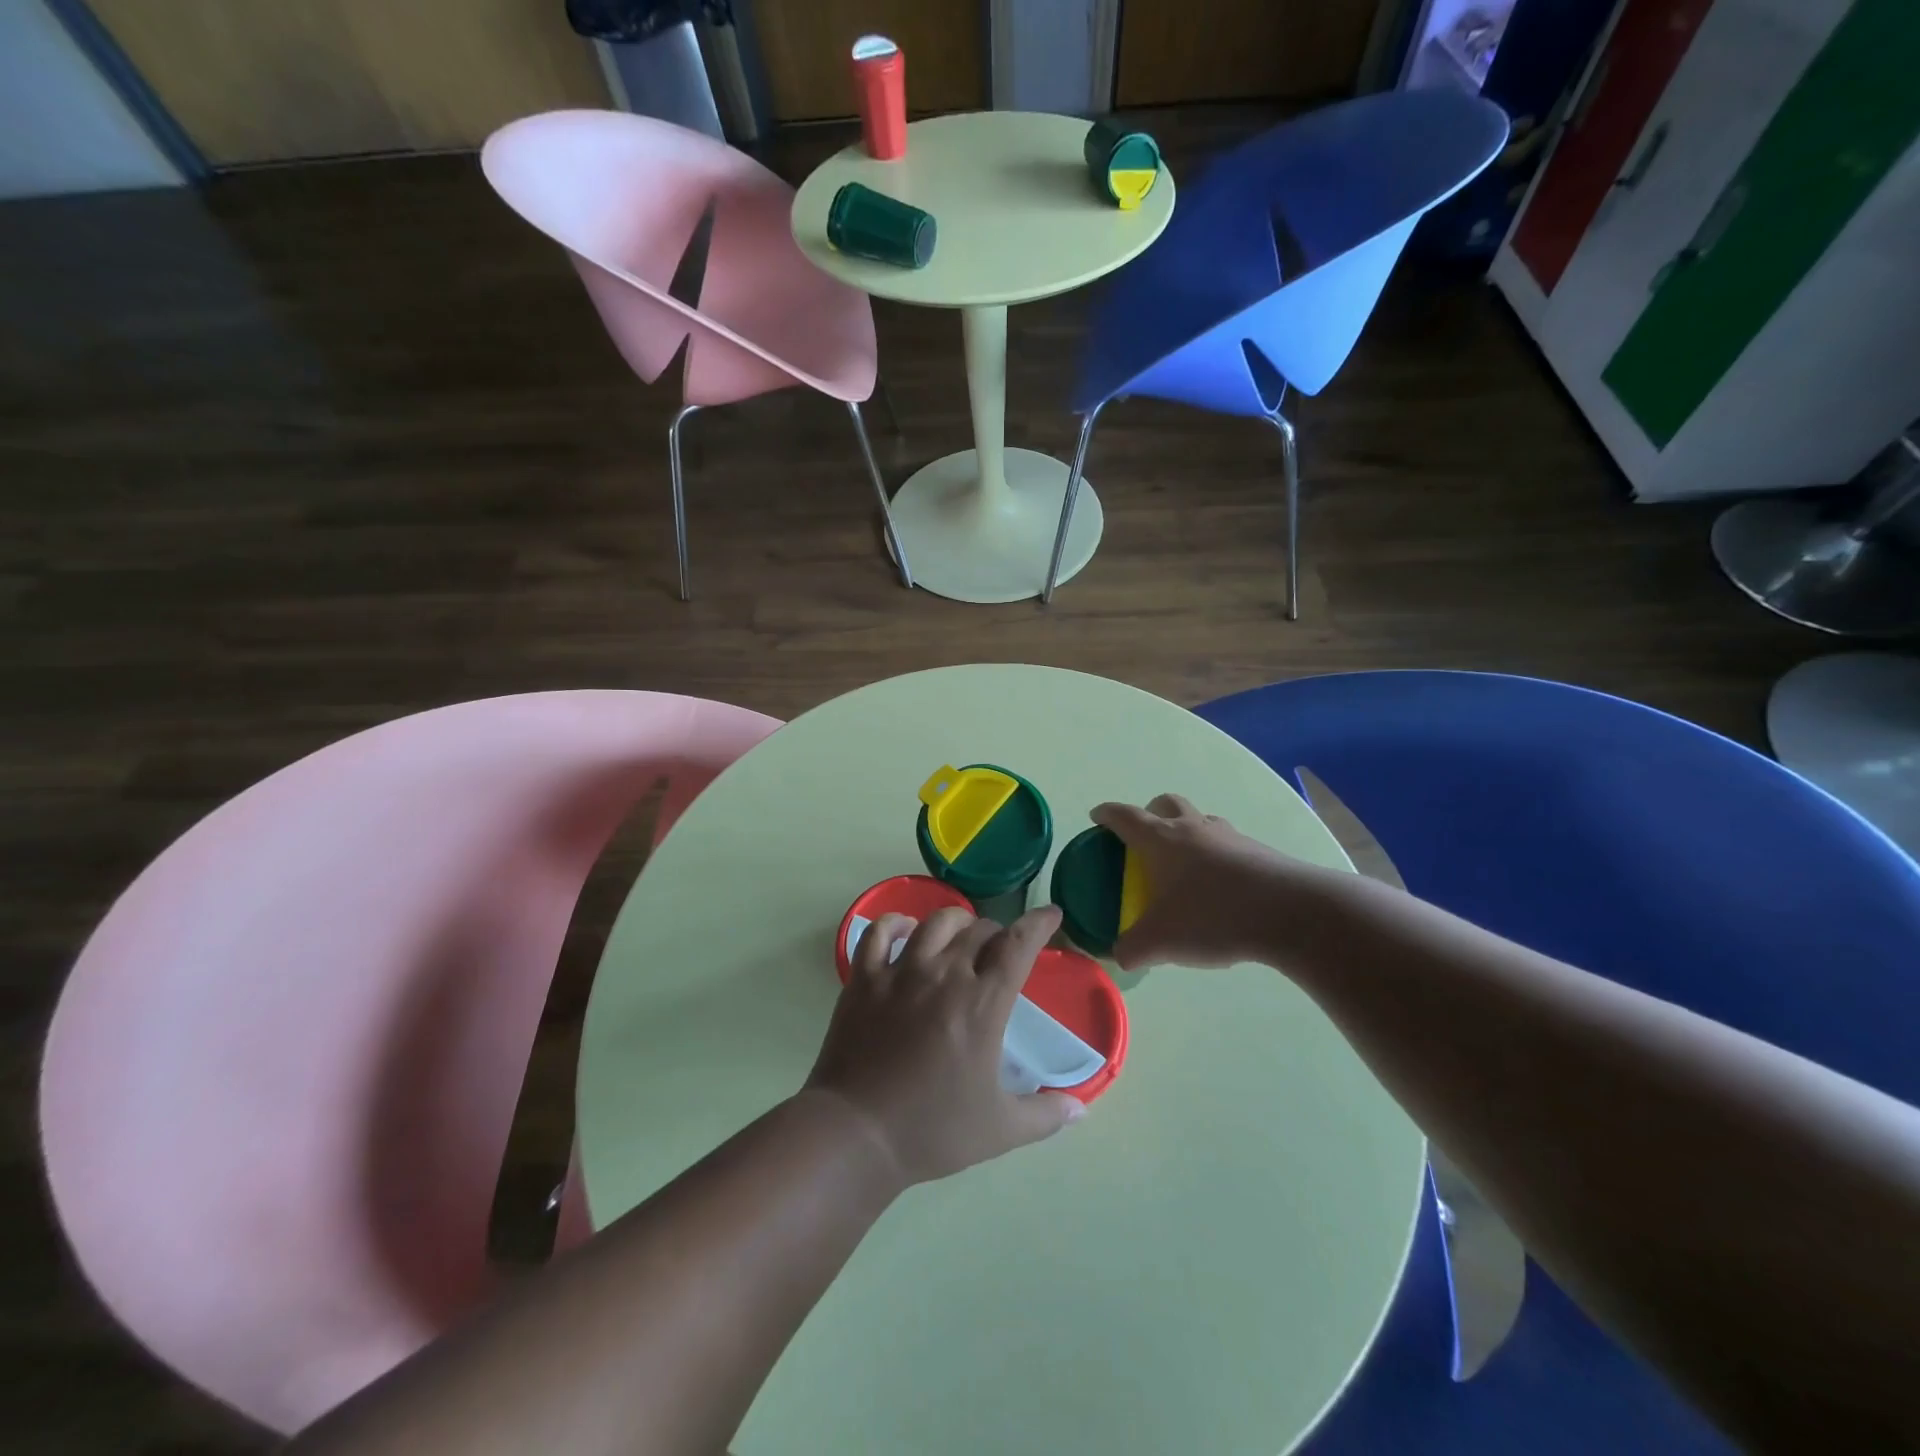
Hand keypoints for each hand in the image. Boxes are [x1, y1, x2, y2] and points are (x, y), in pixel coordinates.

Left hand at [805, 905, 1084, 1184]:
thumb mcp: (1000, 1130)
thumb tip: (1080, 1111)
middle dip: (997, 932)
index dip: (1038, 923)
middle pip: (979, 930)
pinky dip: (896, 924)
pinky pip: (880, 933)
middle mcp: (944, 974)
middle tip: (1000, 949)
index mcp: (982, 1003)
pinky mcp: (864, 978)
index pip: (1018, 945)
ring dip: (956, 922)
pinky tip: (905, 931)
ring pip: (935, 923)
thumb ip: (1045, 1116)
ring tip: (960, 934)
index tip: (1051, 914)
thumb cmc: (932, 1130)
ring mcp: (900, 972)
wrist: (857, 1134)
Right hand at [1093, 793, 1327, 970]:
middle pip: (1166, 804)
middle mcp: (1192, 828)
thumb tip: (1119, 956)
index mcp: (1160, 840)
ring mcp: (1229, 836)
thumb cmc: (1212, 915)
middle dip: (1150, 812)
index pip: (1125, 816)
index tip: (1097, 817)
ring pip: (1200, 820)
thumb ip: (1132, 949)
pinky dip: (1216, 855)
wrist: (1290, 912)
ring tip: (1184, 864)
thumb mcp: (1161, 941)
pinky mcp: (1258, 851)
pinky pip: (1227, 844)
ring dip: (1187, 831)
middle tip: (1144, 838)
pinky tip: (1220, 888)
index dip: (1107, 814)